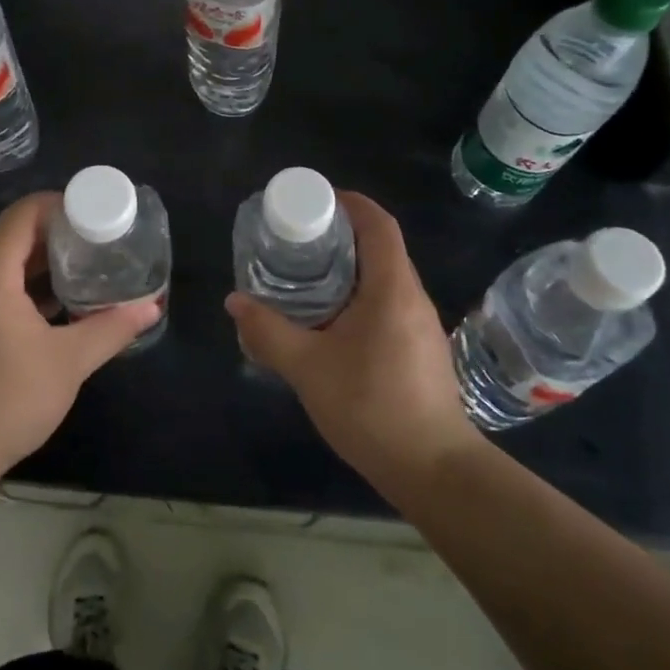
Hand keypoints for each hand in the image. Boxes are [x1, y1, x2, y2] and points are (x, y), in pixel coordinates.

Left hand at [0, 192, 160, 495]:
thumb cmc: (8, 399)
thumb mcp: (68, 363)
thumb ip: (111, 329)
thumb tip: (152, 307)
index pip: (21, 216)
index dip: (56, 205)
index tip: (92, 212)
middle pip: (13, 239)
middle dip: (56, 236)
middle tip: (98, 241)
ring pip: (4, 268)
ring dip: (42, 265)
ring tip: (86, 270)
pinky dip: (26, 289)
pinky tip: (58, 307)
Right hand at [226, 191, 483, 495]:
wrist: (434, 470)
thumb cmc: (371, 407)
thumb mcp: (307, 368)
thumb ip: (267, 332)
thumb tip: (235, 302)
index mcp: (391, 288)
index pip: (378, 224)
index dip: (350, 203)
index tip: (316, 199)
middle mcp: (412, 297)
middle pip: (380, 247)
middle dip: (340, 235)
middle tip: (297, 239)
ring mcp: (421, 325)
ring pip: (383, 278)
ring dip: (348, 268)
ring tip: (305, 276)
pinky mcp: (420, 349)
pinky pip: (387, 304)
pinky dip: (357, 296)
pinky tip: (329, 321)